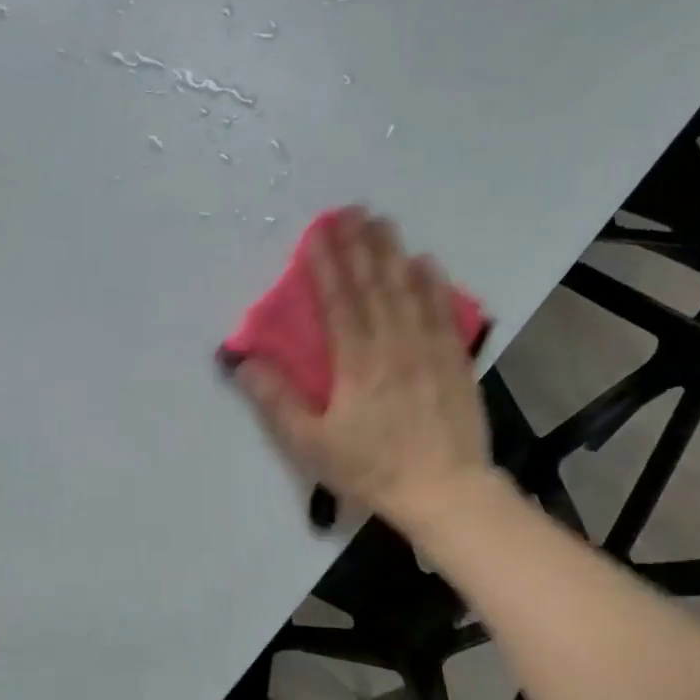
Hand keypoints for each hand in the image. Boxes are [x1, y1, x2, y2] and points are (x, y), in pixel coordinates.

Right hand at [235, 207, 491, 528]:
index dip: (325, 265)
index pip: (338, 301)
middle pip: (374, 284)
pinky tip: (427, 263)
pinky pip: (443, 311)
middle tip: (350, 210)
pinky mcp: (455, 360)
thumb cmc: (371, 468)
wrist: (444, 489)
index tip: (316, 233)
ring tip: (382, 222)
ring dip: (393, 253)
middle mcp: (394, 343)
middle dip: (359, 245)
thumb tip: (244, 362)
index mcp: (356, 361)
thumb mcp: (312, 444)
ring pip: (409, 289)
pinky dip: (433, 283)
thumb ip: (277, 401)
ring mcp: (429, 348)